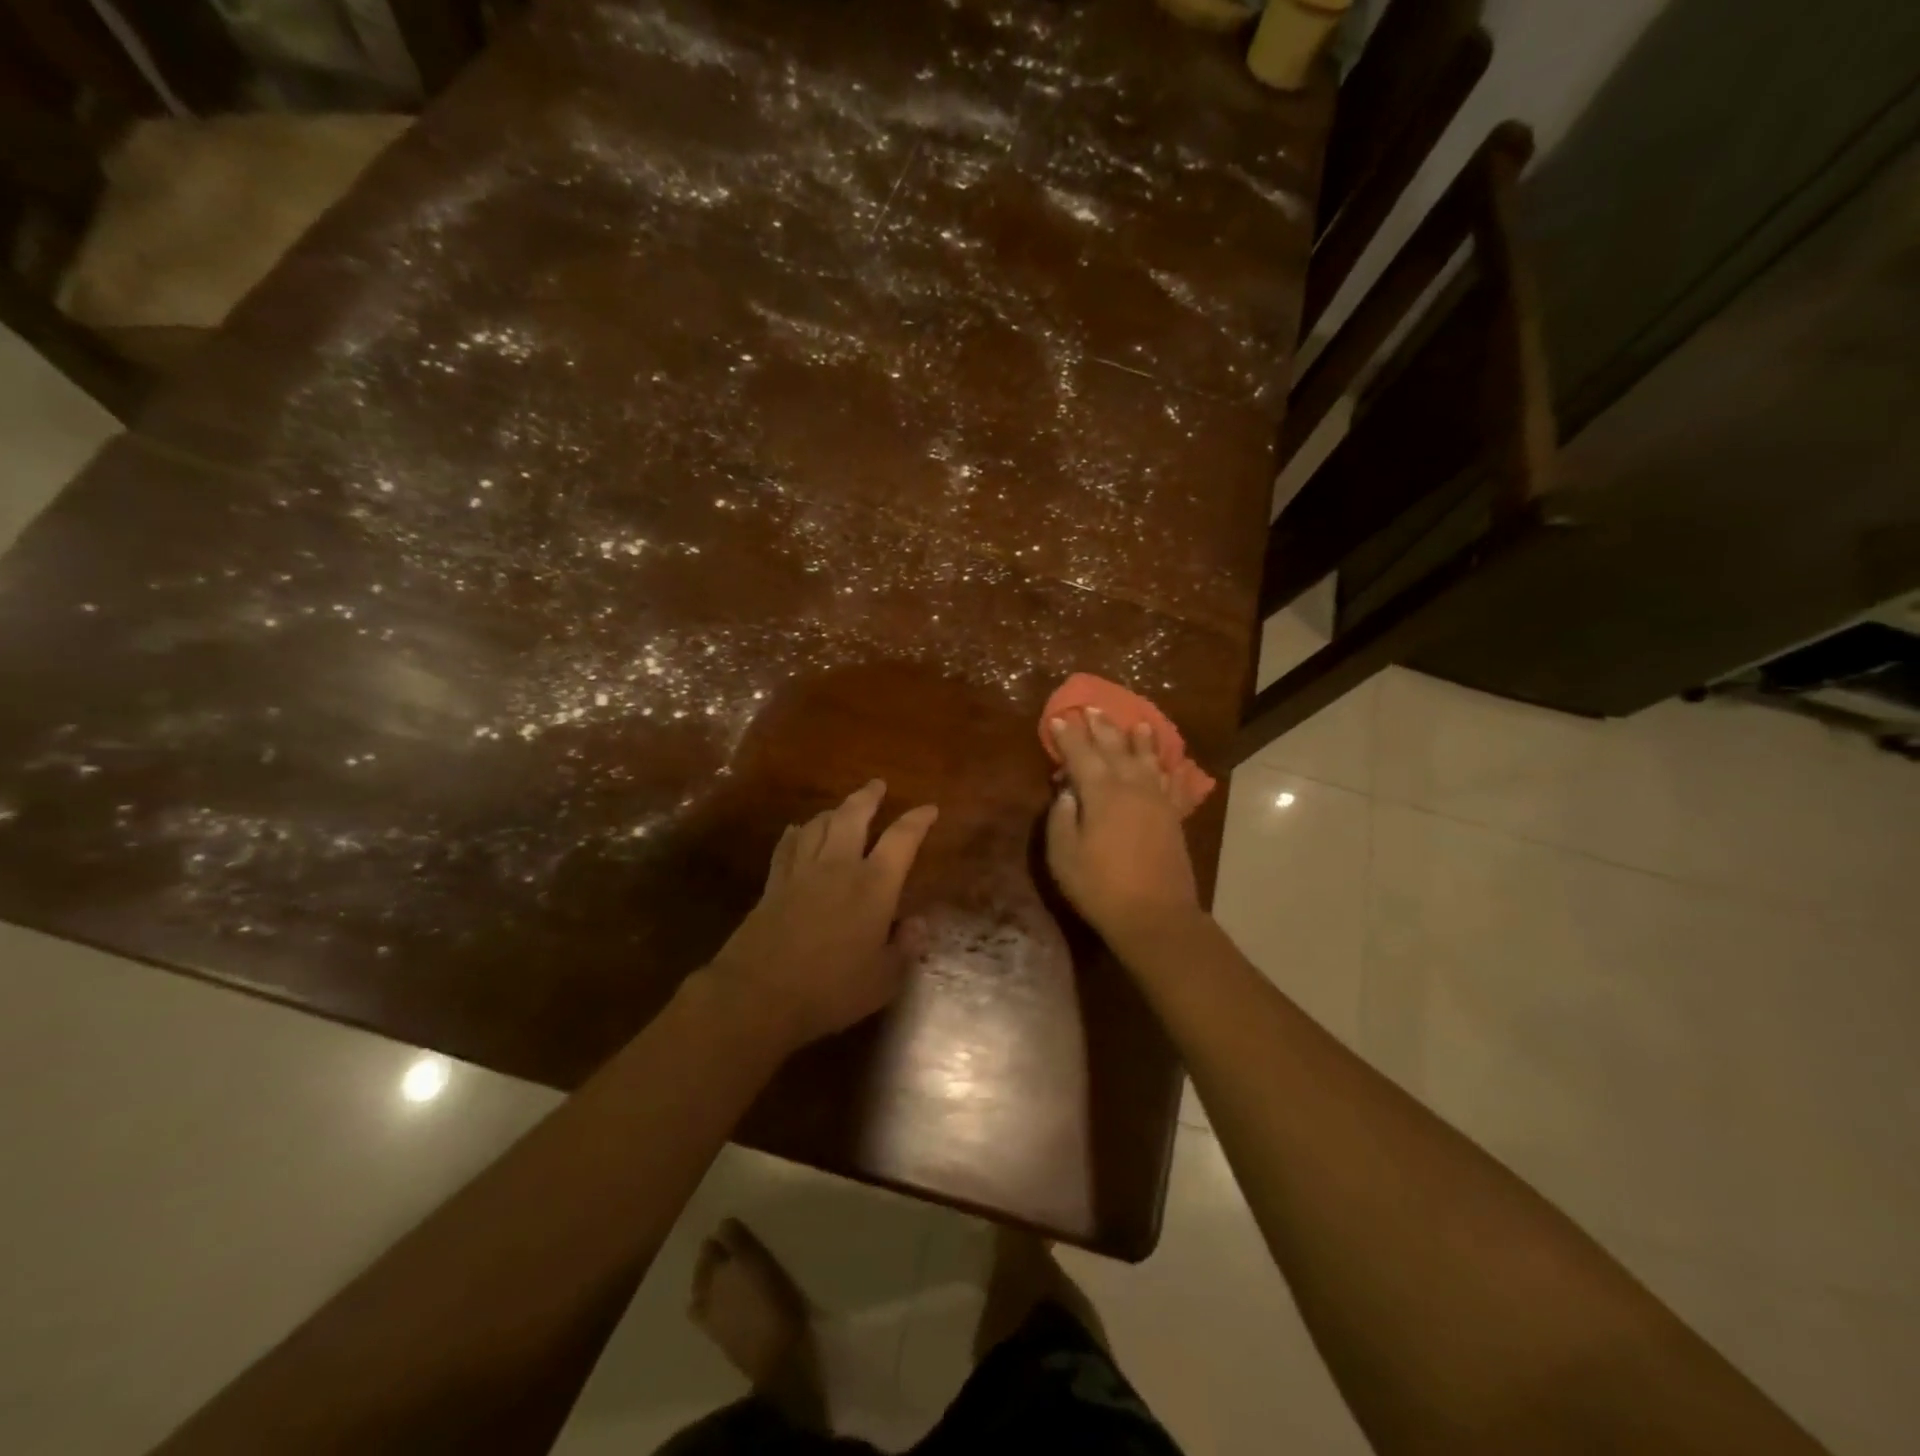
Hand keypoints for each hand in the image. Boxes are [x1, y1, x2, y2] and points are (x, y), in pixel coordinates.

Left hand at [707, 780, 937, 1048]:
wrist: (759, 995)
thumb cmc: (831, 989)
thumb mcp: (884, 979)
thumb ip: (905, 949)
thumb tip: (918, 925)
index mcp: (874, 885)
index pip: (902, 840)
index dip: (917, 820)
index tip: (929, 808)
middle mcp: (838, 866)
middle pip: (853, 817)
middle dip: (868, 797)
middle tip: (877, 784)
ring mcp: (801, 872)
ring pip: (818, 825)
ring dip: (833, 811)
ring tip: (841, 808)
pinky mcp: (773, 886)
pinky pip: (787, 847)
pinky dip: (796, 834)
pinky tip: (797, 831)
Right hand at [1046, 709, 1201, 951]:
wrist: (1155, 916)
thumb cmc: (1100, 886)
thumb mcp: (1064, 854)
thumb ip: (1062, 817)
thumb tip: (1067, 790)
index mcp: (1101, 792)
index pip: (1081, 755)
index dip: (1068, 736)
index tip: (1058, 718)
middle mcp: (1132, 787)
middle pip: (1115, 749)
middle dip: (1101, 728)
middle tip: (1091, 708)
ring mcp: (1157, 800)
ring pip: (1147, 759)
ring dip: (1138, 739)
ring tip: (1135, 722)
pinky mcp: (1173, 817)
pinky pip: (1171, 782)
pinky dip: (1167, 767)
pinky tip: (1166, 761)